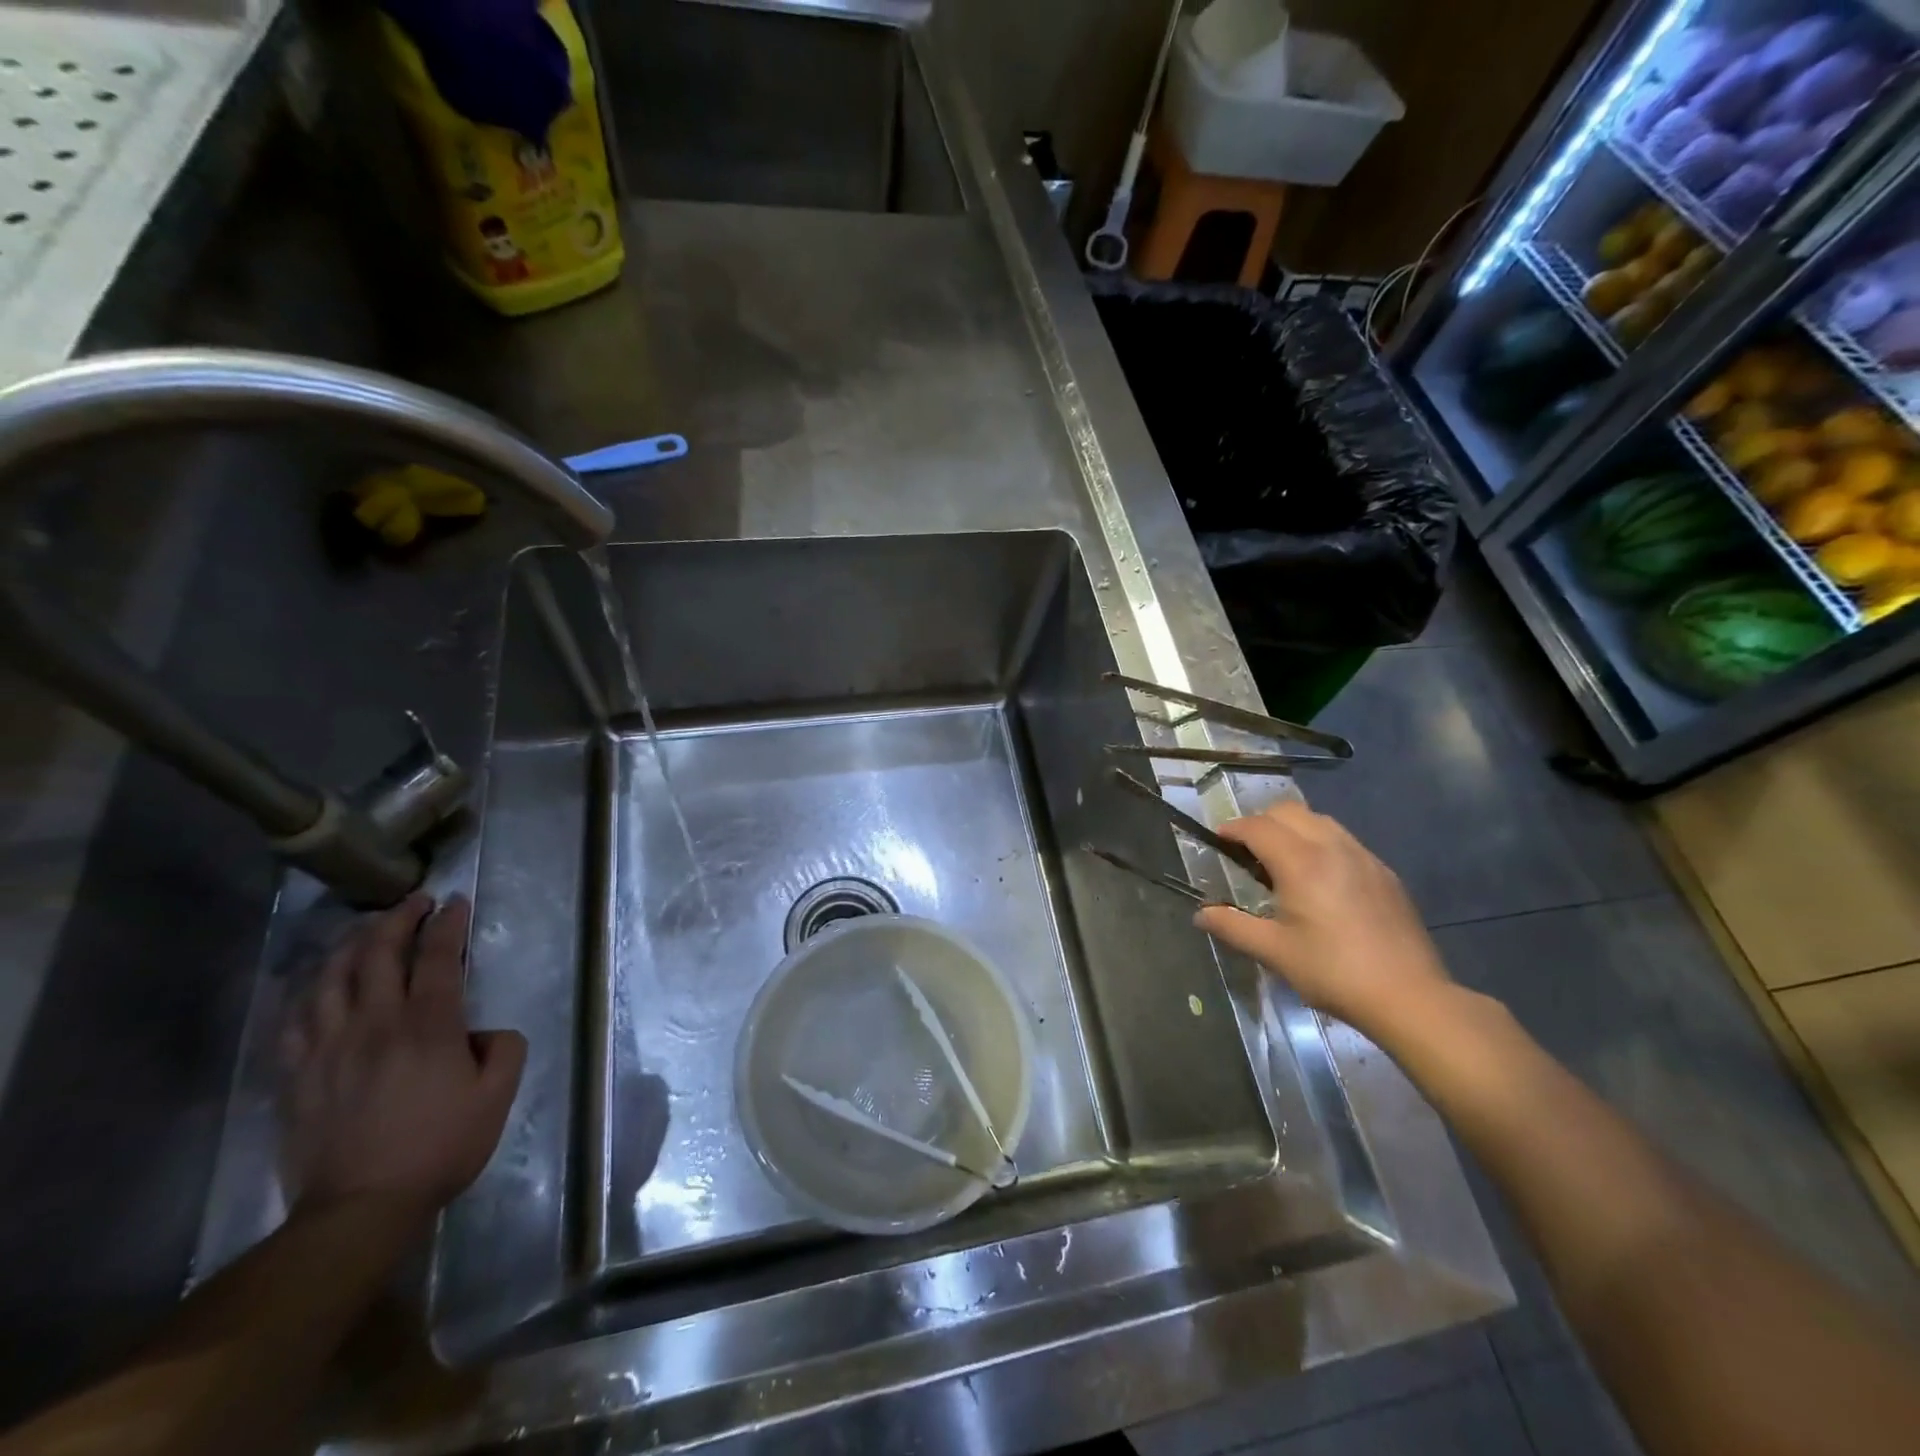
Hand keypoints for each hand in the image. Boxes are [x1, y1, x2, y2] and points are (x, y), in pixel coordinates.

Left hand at [281, 894, 526, 1219]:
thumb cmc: (440, 1147)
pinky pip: (295, 1018)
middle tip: (414, 902)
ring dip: (352, 944)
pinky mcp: (297, 1074)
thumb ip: (504, 1049)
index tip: (456, 902)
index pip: (438, 957)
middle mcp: (375, 1023)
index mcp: (428, 1026)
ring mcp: (328, 1047)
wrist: (359, 1208)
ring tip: (367, 930)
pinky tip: (317, 981)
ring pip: (331, 977)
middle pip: (379, 954)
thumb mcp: (497, 1096)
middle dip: (398, 918)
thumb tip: (484, 1032)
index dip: (449, 924)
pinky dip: (308, 989)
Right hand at [1194, 799, 1453, 1038]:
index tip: (1218, 840)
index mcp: (1301, 862)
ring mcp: (1364, 857)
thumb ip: (1233, 926)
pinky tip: (1319, 878)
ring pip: (1320, 820)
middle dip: (1261, 822)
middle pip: (1289, 811)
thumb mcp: (1274, 952)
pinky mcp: (1384, 873)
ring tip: (1281, 859)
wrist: (1409, 996)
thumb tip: (1201, 914)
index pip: (1258, 827)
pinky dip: (1320, 843)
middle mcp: (1332, 847)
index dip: (1233, 829)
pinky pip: (1344, 840)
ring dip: (1293, 828)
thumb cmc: (1333, 971)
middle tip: (1246, 850)